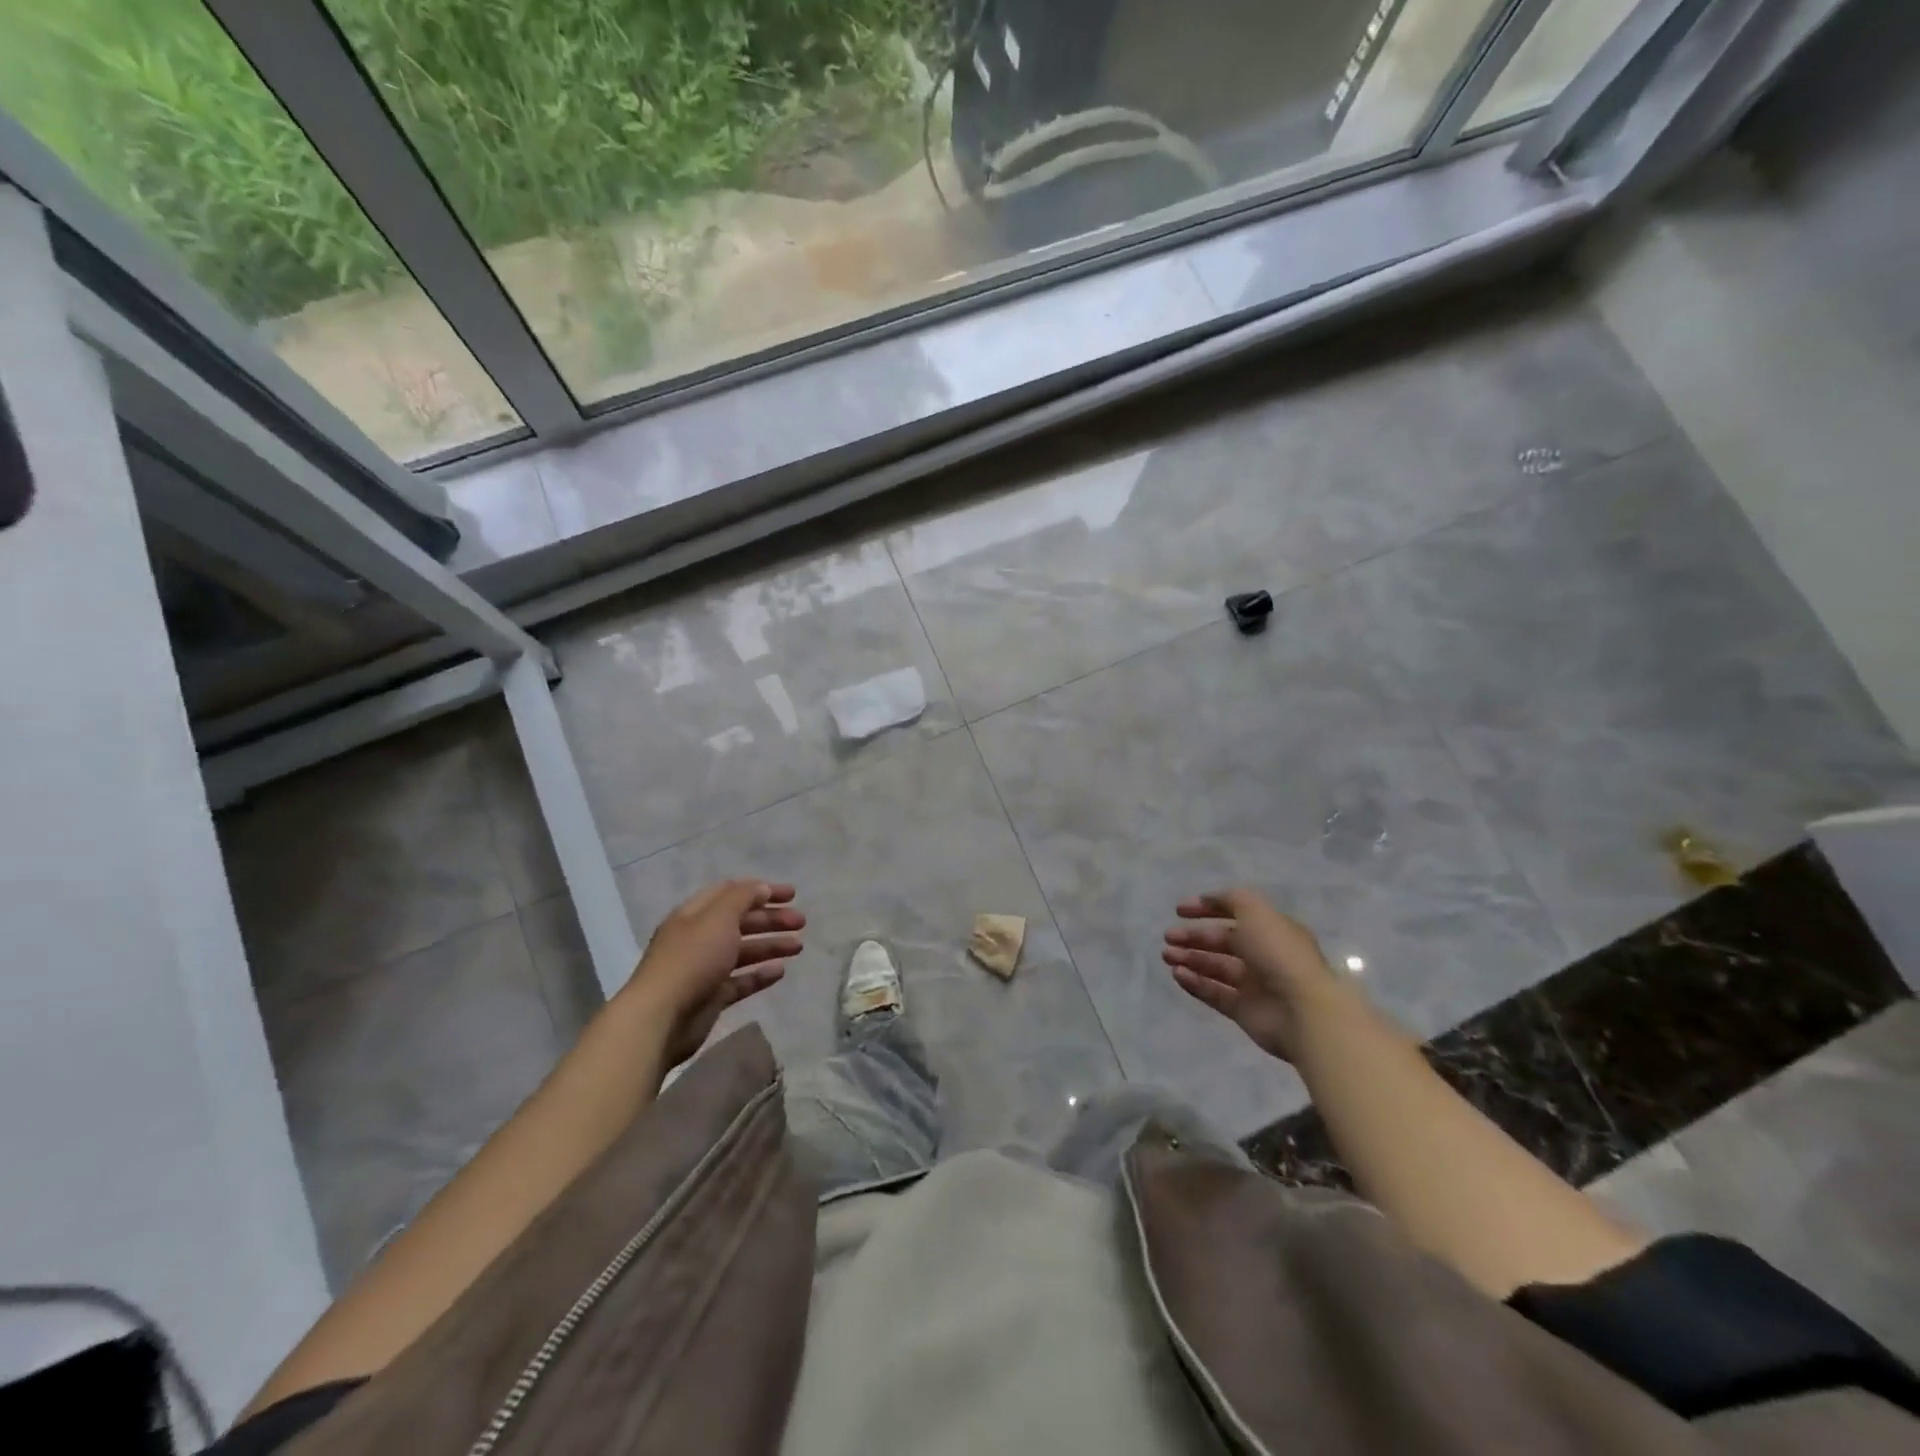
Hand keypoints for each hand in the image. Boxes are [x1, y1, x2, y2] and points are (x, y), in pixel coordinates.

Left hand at [624, 879, 803, 1066]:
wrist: (661, 1018)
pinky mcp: (711, 997)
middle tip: (801, 922)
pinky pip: (741, 981)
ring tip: (798, 946)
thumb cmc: (691, 959)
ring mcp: (704, 969)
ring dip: (771, 945)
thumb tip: (761, 888)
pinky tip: (781, 971)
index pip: (731, 893)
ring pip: (743, 951)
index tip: (791, 894)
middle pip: (740, 922)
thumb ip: (742, 898)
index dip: (761, 890)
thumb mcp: (719, 917)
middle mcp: (699, 938)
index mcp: (695, 914)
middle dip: (771, 919)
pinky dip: (760, 975)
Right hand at [1162, 888, 1356, 1061]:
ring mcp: (1254, 984)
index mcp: (1271, 929)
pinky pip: (1214, 993)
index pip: (1235, 913)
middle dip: (1194, 936)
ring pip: (1215, 967)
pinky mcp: (1244, 1010)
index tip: (1179, 910)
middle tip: (1168, 937)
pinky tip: (1177, 974)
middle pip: (1222, 942)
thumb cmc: (1278, 954)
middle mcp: (1263, 955)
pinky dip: (1195, 983)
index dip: (1207, 908)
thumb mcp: (1255, 911)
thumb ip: (1231, 899)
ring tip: (1167, 955)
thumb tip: (1210, 899)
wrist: (1301, 1010)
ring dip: (1190, 959)